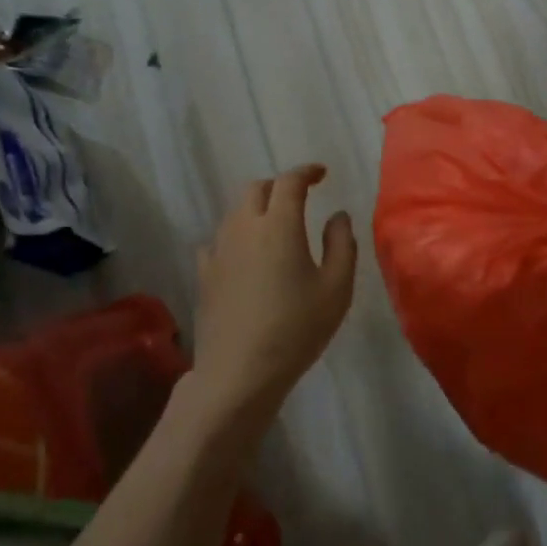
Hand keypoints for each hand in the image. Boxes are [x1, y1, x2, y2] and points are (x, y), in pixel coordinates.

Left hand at [191, 164, 357, 421]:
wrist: (239, 373)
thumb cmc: (296, 329)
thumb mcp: (336, 289)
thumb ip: (341, 244)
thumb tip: (337, 216)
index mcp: (279, 225)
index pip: (290, 181)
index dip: (306, 172)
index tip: (321, 174)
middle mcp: (245, 227)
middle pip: (256, 189)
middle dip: (279, 186)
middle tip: (299, 199)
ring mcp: (219, 250)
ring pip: (235, 212)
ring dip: (256, 209)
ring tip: (274, 226)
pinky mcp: (205, 274)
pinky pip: (218, 240)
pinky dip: (235, 236)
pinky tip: (244, 255)